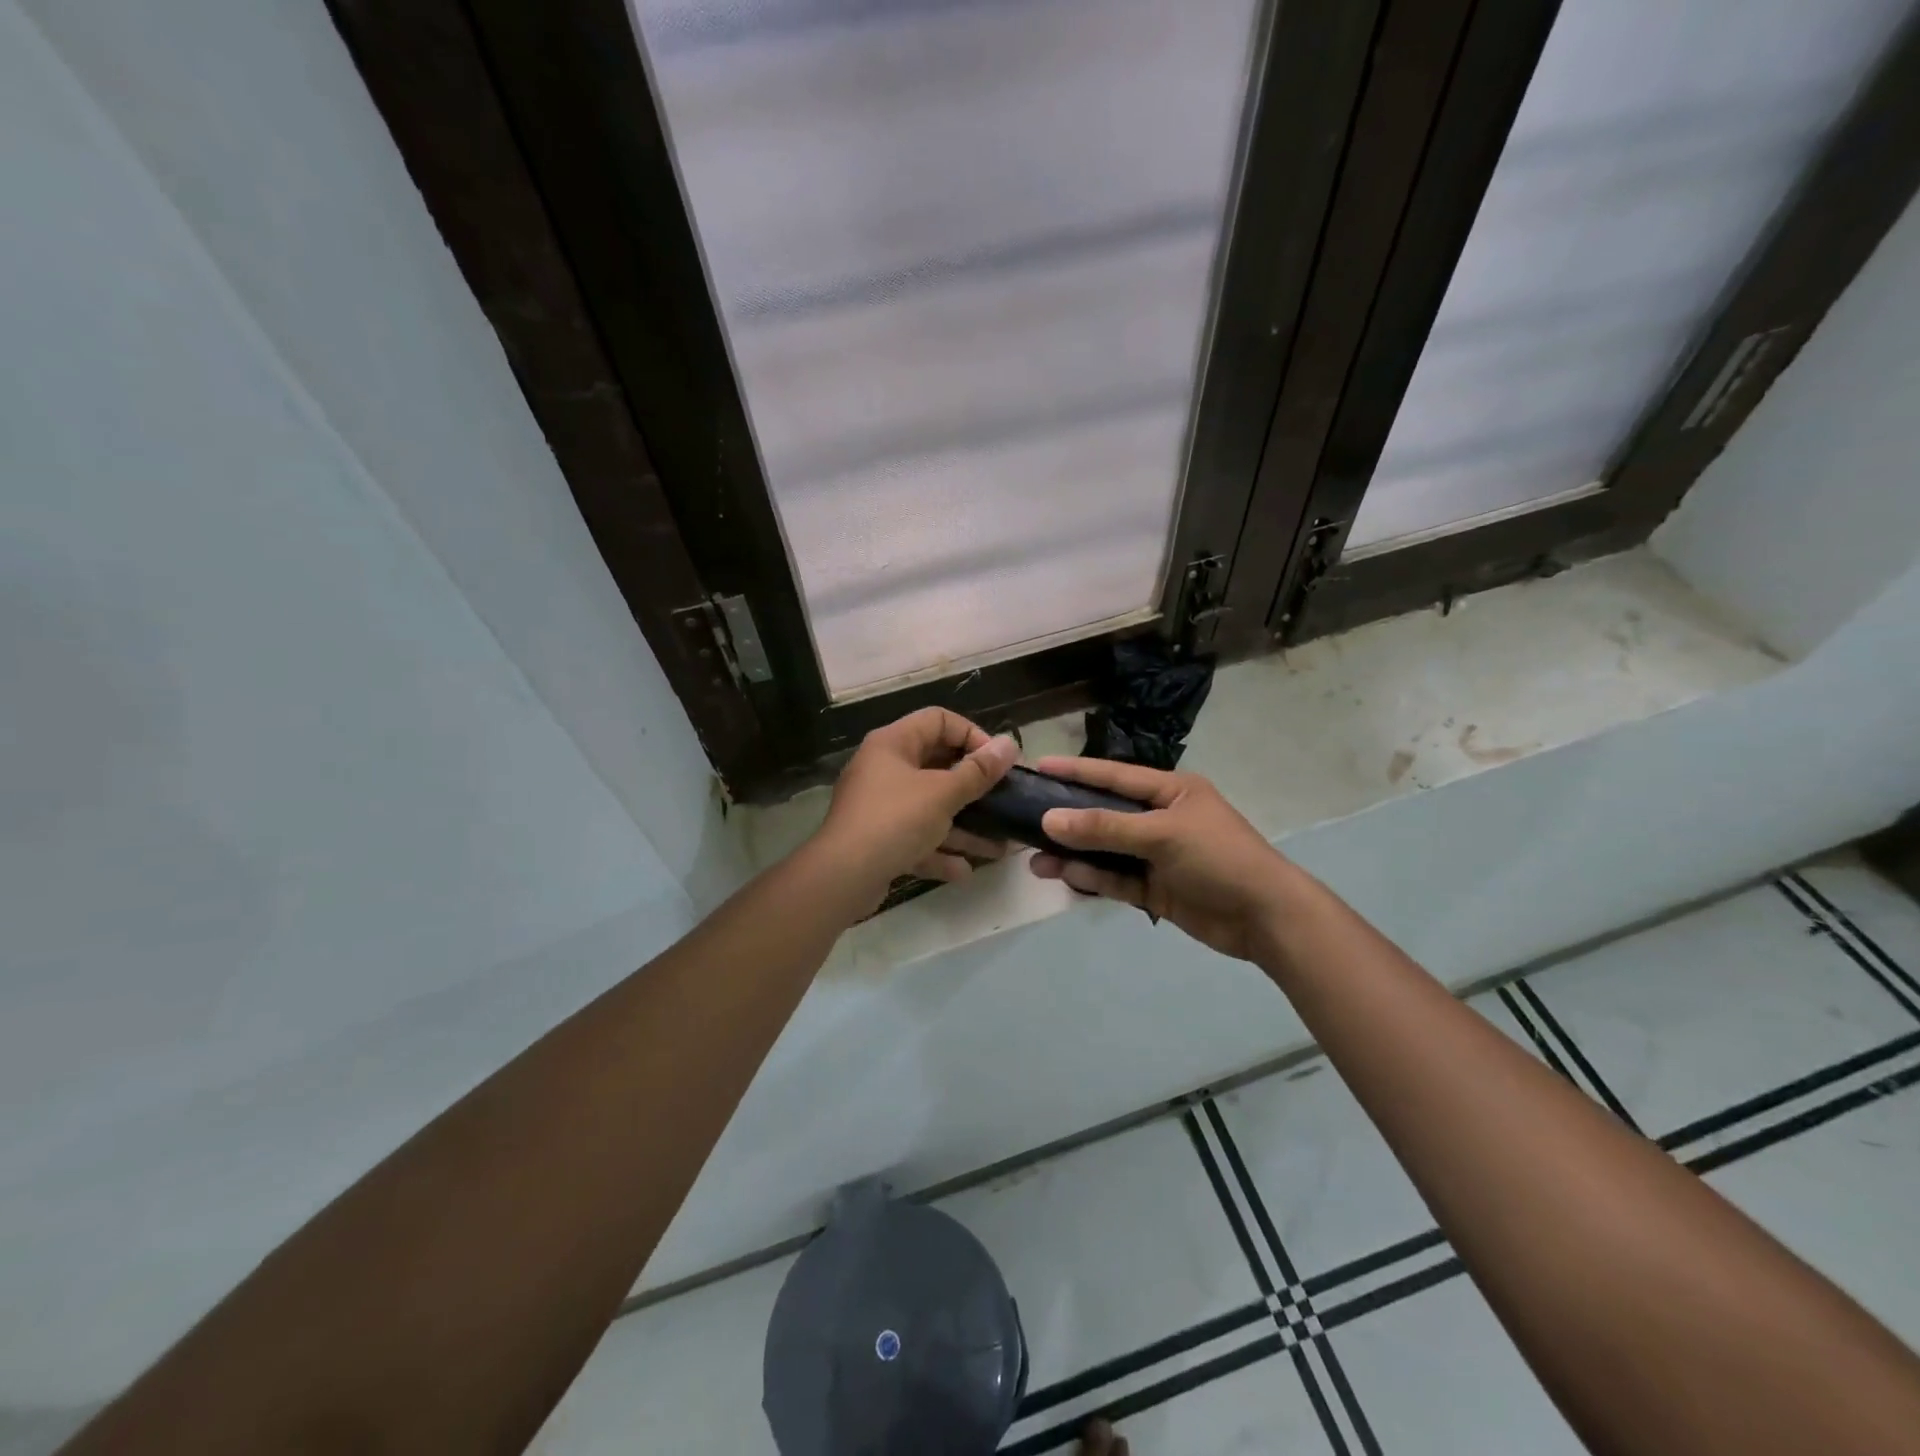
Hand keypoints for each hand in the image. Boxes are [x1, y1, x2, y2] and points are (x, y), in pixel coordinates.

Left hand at [814, 708, 1018, 906]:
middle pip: (937, 765)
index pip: (939, 720)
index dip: (973, 735)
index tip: (998, 762)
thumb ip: (979, 772)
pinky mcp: (878, 839)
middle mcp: (884, 768)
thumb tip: (1010, 744)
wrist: (842, 877)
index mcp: (893, 744)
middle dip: (974, 788)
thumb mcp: (943, 794)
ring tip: (998, 847)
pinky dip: (939, 851)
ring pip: (930, 808)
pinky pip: (916, 838)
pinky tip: (964, 871)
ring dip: (964, 826)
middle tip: (1004, 801)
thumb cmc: (895, 821)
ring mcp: (879, 805)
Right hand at [1027, 756, 1297, 960]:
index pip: (1114, 776)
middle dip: (1068, 819)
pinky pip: (1116, 880)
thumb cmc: (1219, 858)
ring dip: (1073, 855)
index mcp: (1171, 792)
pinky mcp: (1155, 890)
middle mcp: (1160, 819)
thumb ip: (1105, 827)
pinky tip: (1064, 876)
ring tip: (1035, 859)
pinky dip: (1092, 878)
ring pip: (1105, 851)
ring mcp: (1157, 857)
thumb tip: (1050, 819)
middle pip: (1105, 815)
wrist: (1266, 918)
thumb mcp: (1162, 834)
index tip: (1040, 766)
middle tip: (1026, 818)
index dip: (1077, 771)